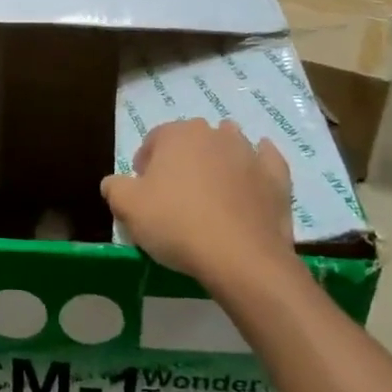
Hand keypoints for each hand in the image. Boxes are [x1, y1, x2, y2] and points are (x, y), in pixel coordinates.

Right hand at [102, 118, 296, 281]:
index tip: (143, 194)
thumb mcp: (127, 208)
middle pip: (191, 141)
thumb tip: (114, 182)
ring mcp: (249, 152)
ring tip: (211, 194)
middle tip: (174, 197)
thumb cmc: (176, 224)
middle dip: (181, 161)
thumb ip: (114, 187)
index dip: (144, 166)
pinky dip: (257, 167)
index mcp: (176, 134)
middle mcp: (214, 133)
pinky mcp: (276, 176)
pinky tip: (250, 181)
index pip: (153, 141)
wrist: (240, 257)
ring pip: (228, 146)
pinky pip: (264, 162)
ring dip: (218, 161)